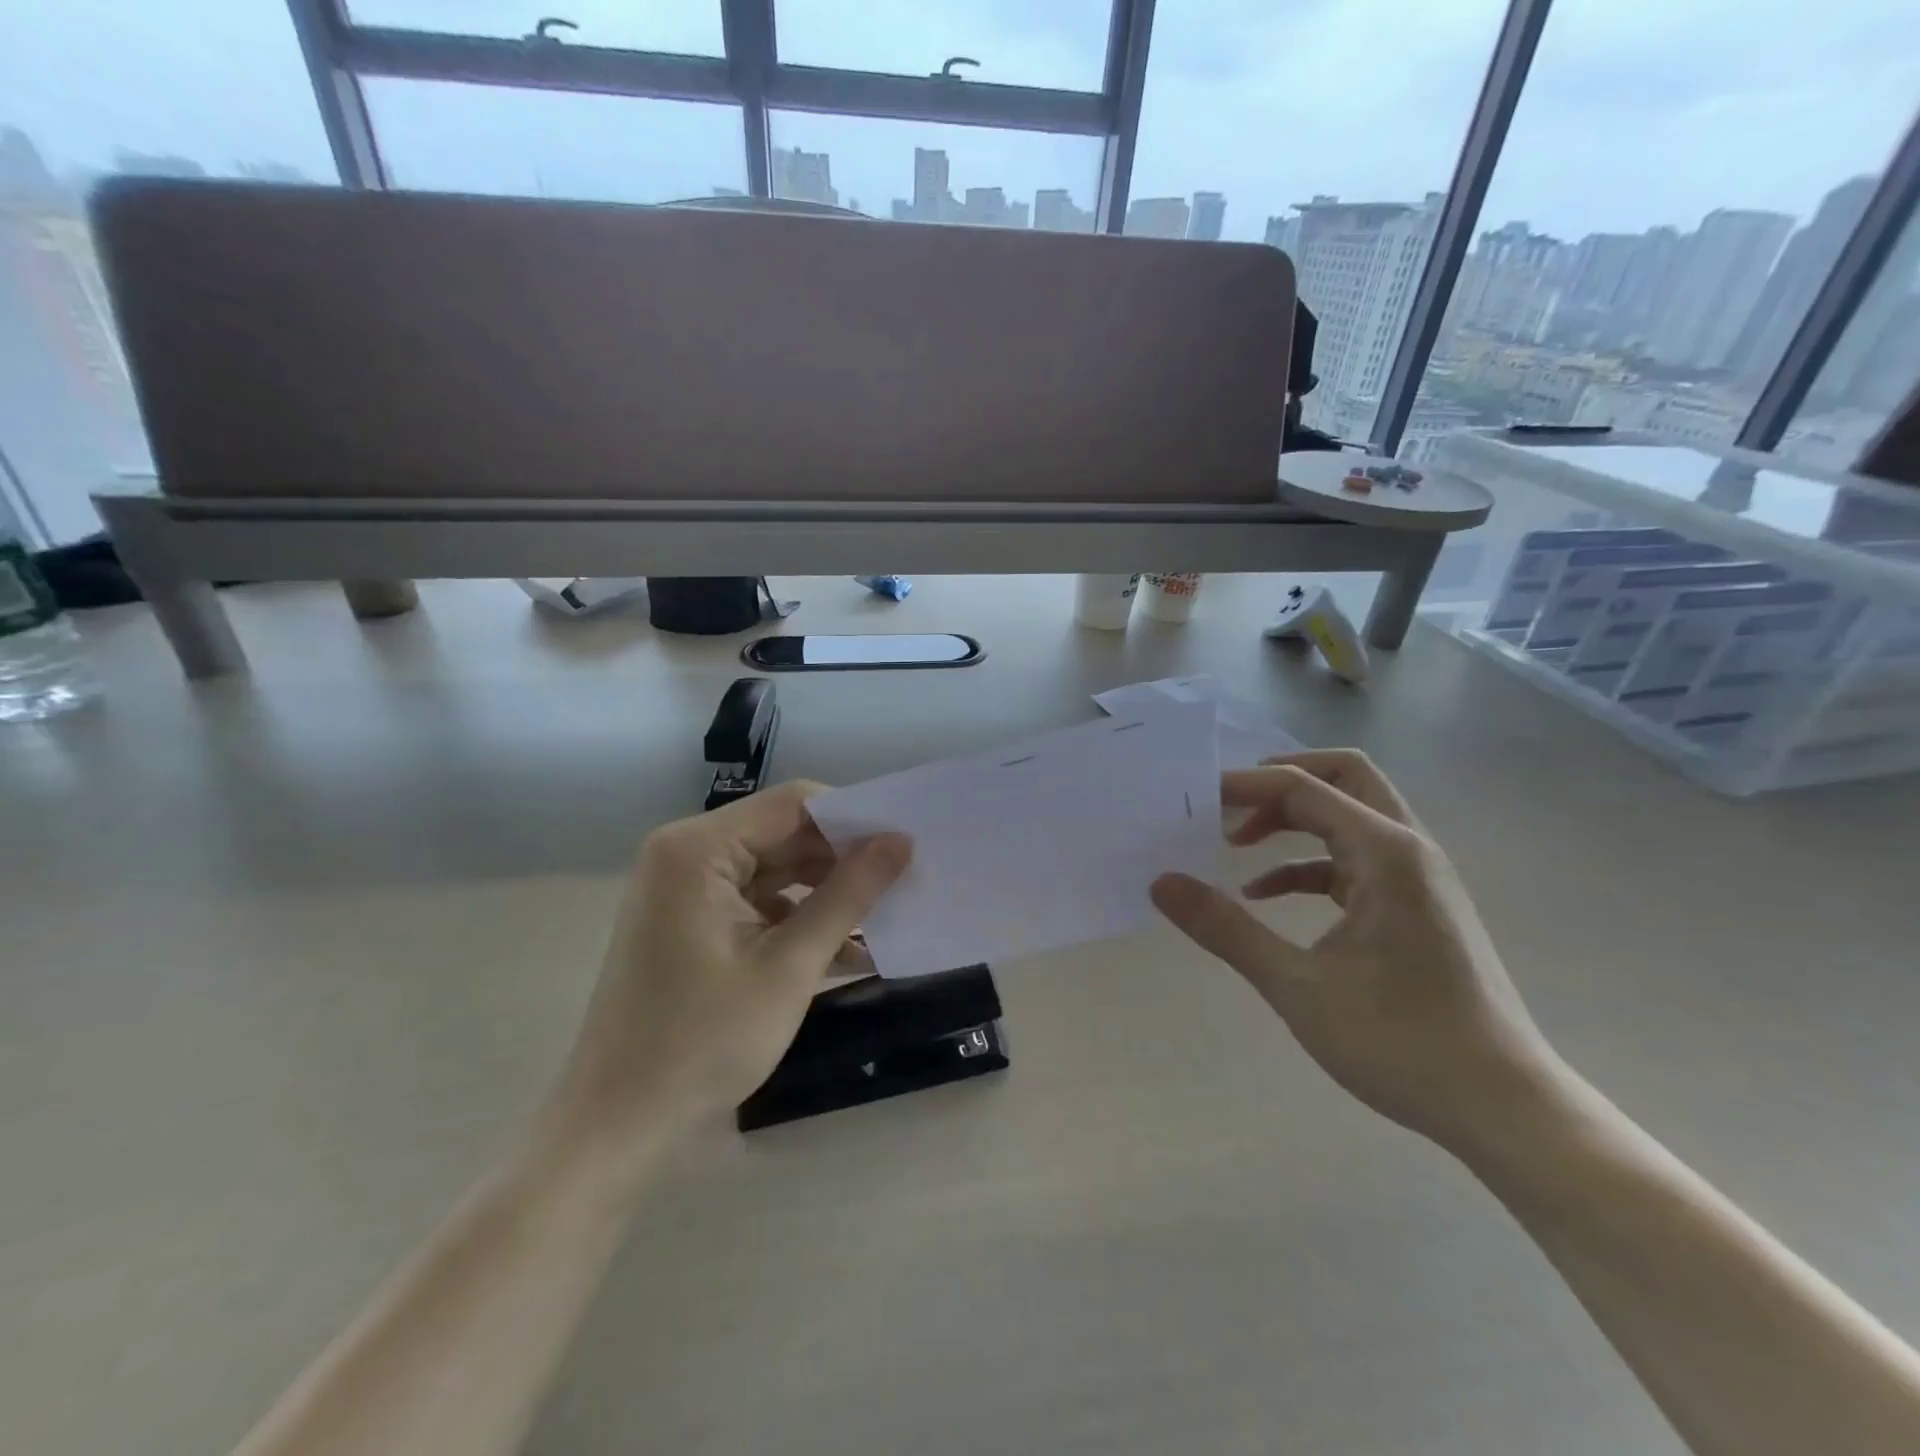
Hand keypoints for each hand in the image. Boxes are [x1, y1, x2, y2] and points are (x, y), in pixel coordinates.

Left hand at [544, 783, 910, 1162]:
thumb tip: (901, 841)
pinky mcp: (692, 922)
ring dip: (829, 894)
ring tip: (889, 915)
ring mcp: (687, 890)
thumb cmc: (702, 1043)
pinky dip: (801, 920)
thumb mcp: (789, 966)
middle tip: (909, 880)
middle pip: (785, 834)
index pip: (794, 804)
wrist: (618, 1128)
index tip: (907, 845)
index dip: (854, 819)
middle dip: (845, 860)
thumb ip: (848, 895)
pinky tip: (850, 950)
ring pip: (777, 870)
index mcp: (698, 849)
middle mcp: (687, 854)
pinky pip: (759, 903)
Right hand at [1151, 751, 1564, 1155]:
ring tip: (1234, 843)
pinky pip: (1352, 862)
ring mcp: (1417, 878)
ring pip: (1349, 817)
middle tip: (1225, 803)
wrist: (1505, 1108)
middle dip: (1279, 782)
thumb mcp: (1298, 986)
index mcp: (1385, 853)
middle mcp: (1407, 850)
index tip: (1192, 798)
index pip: (1302, 788)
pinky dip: (1307, 865)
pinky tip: (1265, 896)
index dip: (1243, 786)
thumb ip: (1226, 929)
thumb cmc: (1401, 1042)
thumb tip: (1161, 884)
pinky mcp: (1415, 907)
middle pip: (1342, 778)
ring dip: (1291, 821)